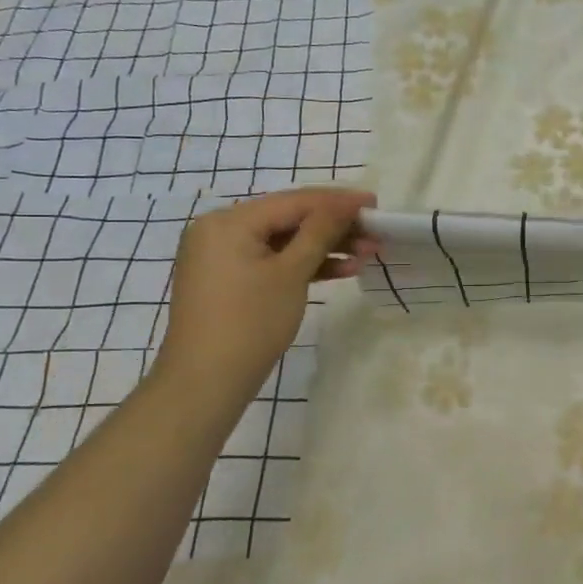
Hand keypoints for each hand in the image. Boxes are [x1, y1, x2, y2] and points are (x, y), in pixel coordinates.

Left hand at [150, 188, 377, 409]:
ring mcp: (222, 257)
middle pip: (288, 219)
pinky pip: (272, 261)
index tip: (375, 202)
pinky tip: (341, 271)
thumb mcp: (291, 272)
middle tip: (375, 232)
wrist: (206, 382)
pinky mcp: (229, 280)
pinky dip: (303, 265)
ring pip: (283, 242)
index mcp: (229, 221)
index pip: (293, 201)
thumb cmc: (251, 322)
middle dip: (334, 226)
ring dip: (324, 247)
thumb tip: (345, 203)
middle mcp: (220, 230)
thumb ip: (321, 232)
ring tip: (368, 253)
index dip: (337, 201)